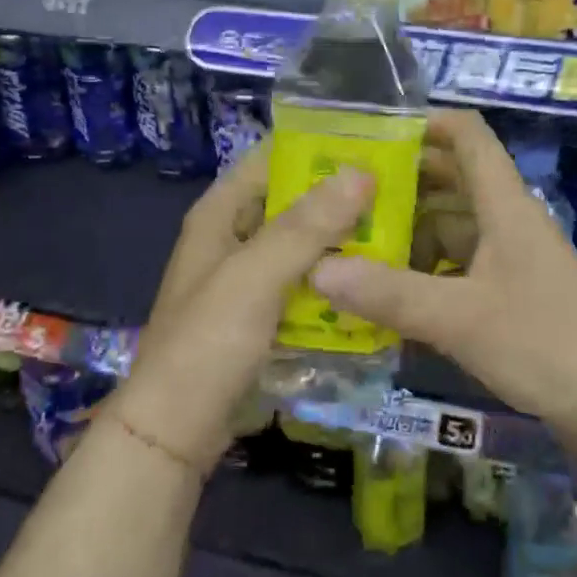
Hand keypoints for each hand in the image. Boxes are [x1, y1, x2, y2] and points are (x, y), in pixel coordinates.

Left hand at [115, 149, 373, 470]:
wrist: (176, 432)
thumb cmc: (208, 342)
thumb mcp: (256, 276)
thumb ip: (306, 225)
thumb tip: (361, 173)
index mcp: (220, 214)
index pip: (270, 158)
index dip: (316, 146)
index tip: (371, 143)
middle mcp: (234, 236)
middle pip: (292, 201)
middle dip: (339, 196)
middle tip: (400, 189)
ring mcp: (249, 277)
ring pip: (303, 244)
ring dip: (341, 238)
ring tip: (399, 228)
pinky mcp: (263, 313)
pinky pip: (305, 282)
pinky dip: (332, 277)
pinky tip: (371, 278)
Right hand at [309, 109, 576, 444]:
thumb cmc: (542, 344)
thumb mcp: (457, 317)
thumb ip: (389, 293)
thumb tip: (317, 269)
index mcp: (504, 204)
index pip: (468, 135)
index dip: (426, 122)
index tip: (373, 133)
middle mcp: (508, 219)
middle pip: (454, 177)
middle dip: (404, 180)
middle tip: (346, 192)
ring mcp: (512, 255)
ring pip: (454, 222)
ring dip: (412, 227)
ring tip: (358, 242)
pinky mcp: (512, 289)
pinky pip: (460, 260)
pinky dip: (428, 265)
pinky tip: (394, 288)